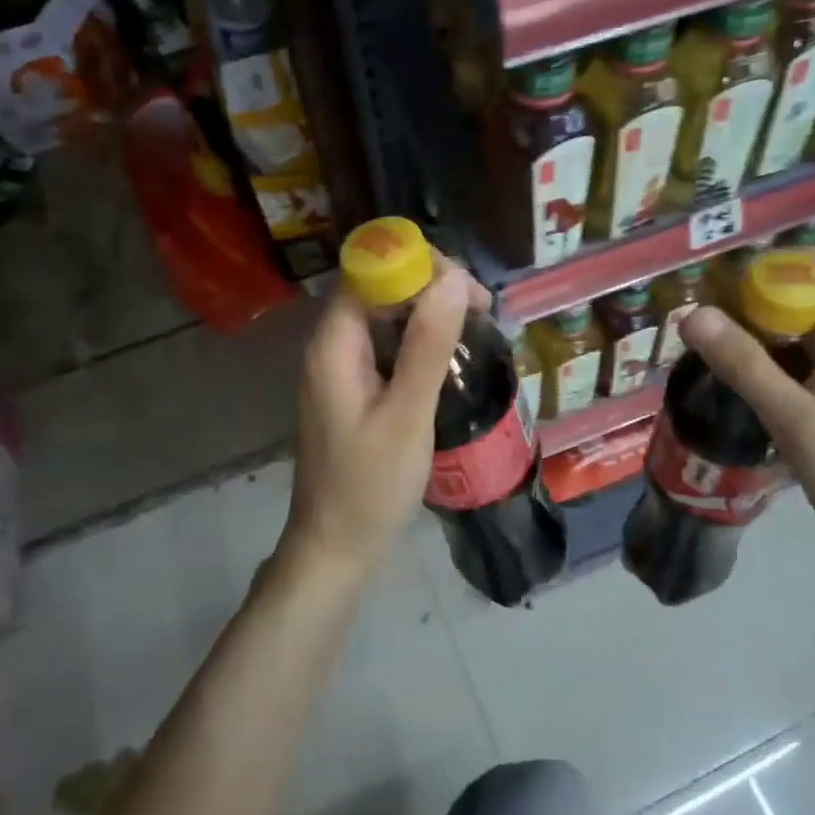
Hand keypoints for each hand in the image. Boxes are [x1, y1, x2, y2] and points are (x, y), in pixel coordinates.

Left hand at [277, 257, 491, 585]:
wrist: (336, 548)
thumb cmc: (371, 486)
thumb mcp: (407, 415)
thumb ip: (427, 346)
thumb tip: (453, 280)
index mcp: (334, 346)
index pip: (370, 272)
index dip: (418, 266)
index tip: (468, 291)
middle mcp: (331, 348)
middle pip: (377, 290)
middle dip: (430, 287)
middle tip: (482, 313)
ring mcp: (340, 371)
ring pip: (384, 318)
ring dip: (428, 314)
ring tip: (476, 330)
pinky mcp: (353, 391)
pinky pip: (386, 348)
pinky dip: (419, 343)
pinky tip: (450, 360)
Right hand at [679, 248, 814, 593]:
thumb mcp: (796, 420)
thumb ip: (744, 365)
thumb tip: (692, 314)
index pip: (813, 266)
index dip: (765, 269)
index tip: (716, 296)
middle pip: (801, 294)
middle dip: (749, 302)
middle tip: (700, 331)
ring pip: (796, 330)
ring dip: (754, 334)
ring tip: (707, 355)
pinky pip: (800, 361)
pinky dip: (767, 363)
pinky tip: (737, 386)